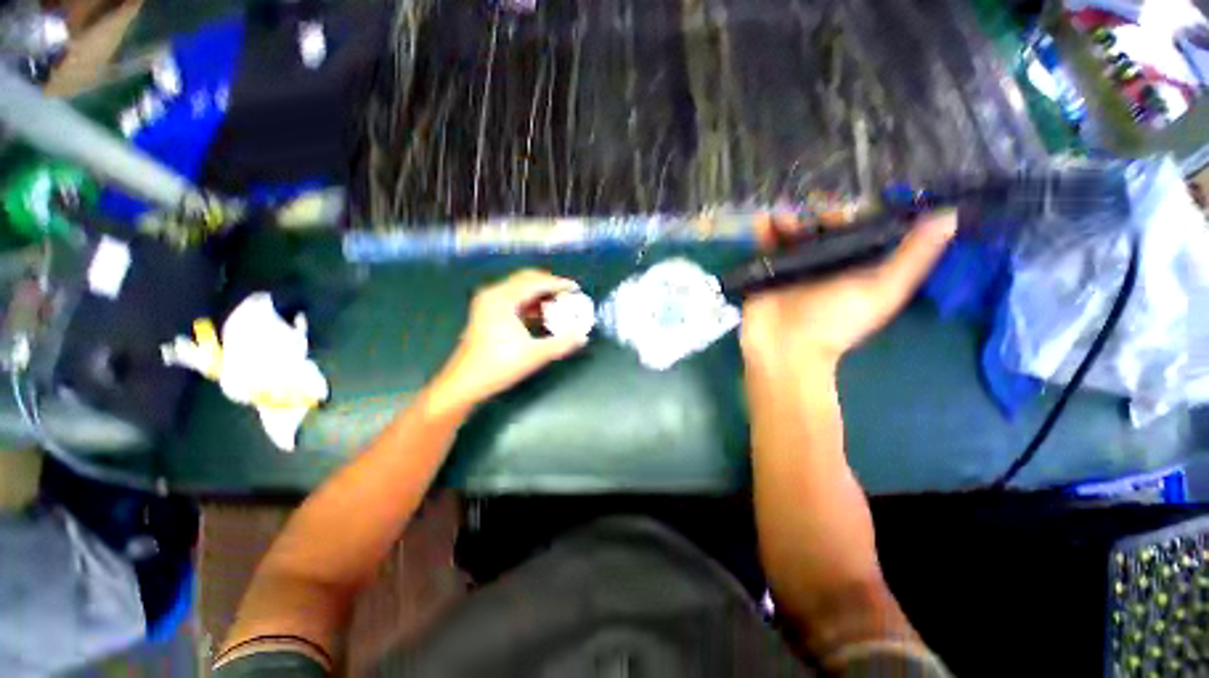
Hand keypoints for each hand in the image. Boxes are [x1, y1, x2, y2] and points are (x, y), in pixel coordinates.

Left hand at [430, 269, 587, 412]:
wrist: (465, 384)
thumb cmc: (498, 366)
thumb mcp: (535, 355)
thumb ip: (562, 343)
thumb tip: (582, 335)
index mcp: (502, 299)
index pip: (536, 282)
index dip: (558, 284)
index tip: (576, 289)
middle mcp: (493, 295)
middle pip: (526, 280)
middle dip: (549, 286)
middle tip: (568, 296)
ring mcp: (488, 303)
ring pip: (519, 289)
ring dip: (540, 295)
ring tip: (559, 305)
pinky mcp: (487, 313)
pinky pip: (513, 299)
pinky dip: (529, 303)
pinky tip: (541, 315)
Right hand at [741, 210, 956, 369]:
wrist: (785, 349)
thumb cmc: (834, 323)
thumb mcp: (882, 291)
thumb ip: (913, 257)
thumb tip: (951, 214)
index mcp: (854, 264)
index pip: (857, 228)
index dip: (853, 211)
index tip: (845, 202)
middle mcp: (823, 261)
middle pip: (821, 226)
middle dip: (815, 212)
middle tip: (808, 207)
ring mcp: (792, 266)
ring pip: (792, 232)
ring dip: (789, 217)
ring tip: (783, 213)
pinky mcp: (765, 271)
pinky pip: (764, 245)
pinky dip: (763, 230)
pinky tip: (762, 218)